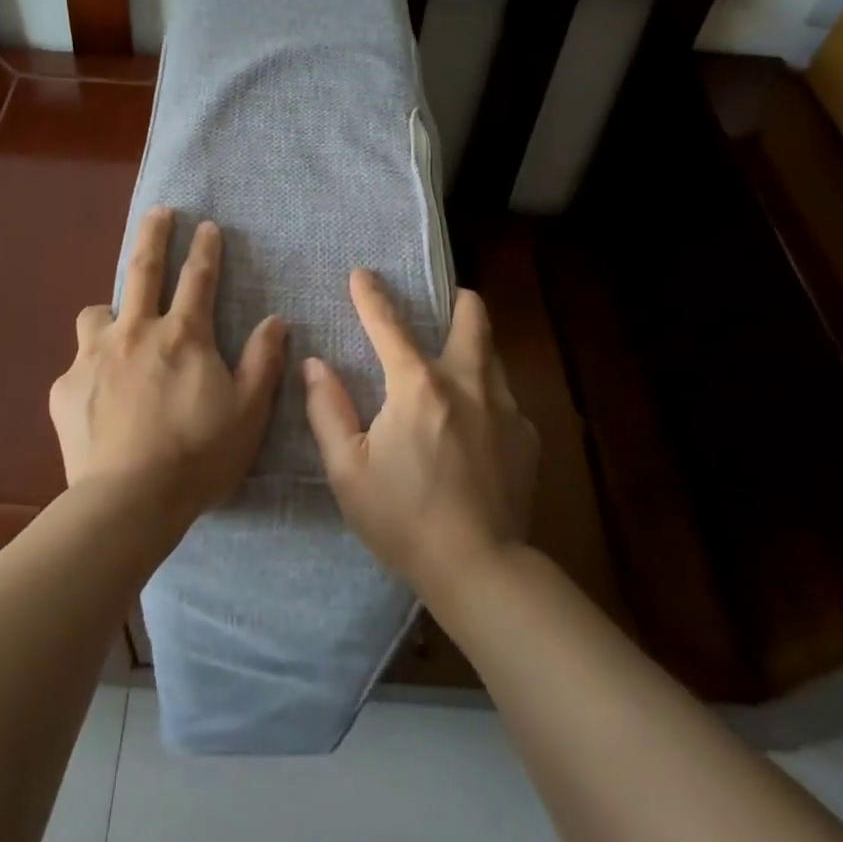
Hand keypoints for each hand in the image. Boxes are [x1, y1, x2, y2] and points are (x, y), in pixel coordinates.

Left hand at [50, 207, 288, 521]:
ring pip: (96, 313)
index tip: (207, 225)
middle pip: (142, 268)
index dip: (206, 248)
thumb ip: (262, 360)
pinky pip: (78, 365)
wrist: (129, 501)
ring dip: (110, 312)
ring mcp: (94, 357)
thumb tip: (275, 320)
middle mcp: (135, 332)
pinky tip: (98, 397)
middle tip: (159, 212)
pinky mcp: (65, 387)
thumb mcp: (249, 410)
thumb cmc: (199, 454)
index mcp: (183, 335)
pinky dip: (92, 370)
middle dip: (154, 234)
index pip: (198, 278)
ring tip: (117, 327)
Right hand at [303, 270, 538, 597]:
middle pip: (473, 320)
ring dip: (474, 348)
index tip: (363, 273)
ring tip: (458, 364)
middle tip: (449, 299)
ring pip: (492, 356)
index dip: (371, 295)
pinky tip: (477, 429)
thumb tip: (315, 365)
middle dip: (459, 301)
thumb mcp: (348, 470)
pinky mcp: (527, 437)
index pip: (389, 325)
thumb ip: (327, 410)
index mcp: (417, 387)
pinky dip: (487, 397)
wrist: (480, 568)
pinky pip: (506, 399)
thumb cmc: (403, 518)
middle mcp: (467, 384)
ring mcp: (506, 408)